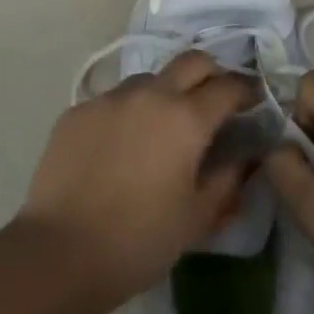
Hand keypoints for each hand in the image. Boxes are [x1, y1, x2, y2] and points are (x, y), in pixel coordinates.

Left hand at [18, 51, 253, 305]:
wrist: (60, 252)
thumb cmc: (140, 240)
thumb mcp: (197, 217)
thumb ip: (228, 179)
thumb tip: (246, 156)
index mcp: (186, 118)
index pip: (228, 86)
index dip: (246, 91)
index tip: (253, 103)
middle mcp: (150, 94)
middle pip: (192, 61)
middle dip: (211, 74)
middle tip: (213, 103)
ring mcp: (109, 98)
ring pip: (149, 78)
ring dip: (166, 92)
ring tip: (162, 127)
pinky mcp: (77, 110)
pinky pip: (113, 99)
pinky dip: (128, 112)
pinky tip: (121, 146)